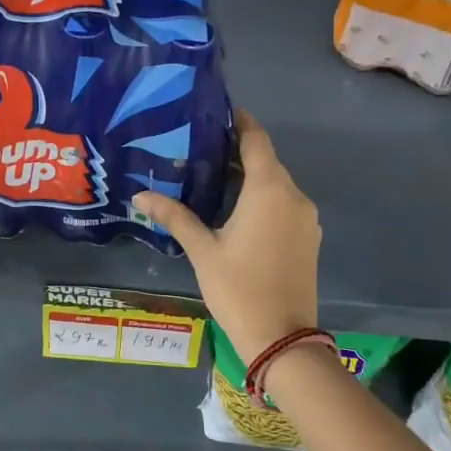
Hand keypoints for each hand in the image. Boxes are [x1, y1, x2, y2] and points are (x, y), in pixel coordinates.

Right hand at [132, 111, 319, 359]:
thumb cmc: (238, 288)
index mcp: (269, 190)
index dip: (240, 122)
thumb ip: (174, 216)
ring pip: (277, 184)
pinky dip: (263, 199)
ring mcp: (307, 218)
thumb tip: (140, 196)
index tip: (218, 112)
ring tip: (213, 178)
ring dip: (250, 178)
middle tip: (200, 149)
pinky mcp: (310, 238)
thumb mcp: (202, 250)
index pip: (256, 140)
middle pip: (267, 161)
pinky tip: (237, 211)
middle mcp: (294, 195)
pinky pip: (285, 205)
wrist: (282, 338)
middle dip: (238, 152)